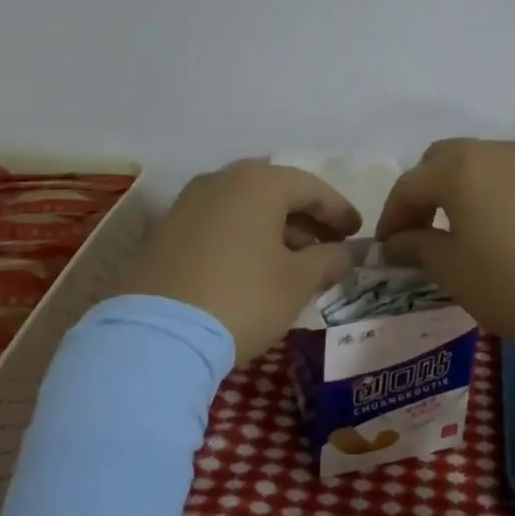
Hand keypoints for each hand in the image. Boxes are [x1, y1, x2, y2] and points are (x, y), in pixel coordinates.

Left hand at [115, 161, 361, 364]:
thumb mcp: (297, 281)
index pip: (311, 187)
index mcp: (258, 182)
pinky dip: (247, 237)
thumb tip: (350, 251)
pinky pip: (221, 223)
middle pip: (277, 192)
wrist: (156, 334)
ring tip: (299, 260)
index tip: (358, 233)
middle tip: (332, 245)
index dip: (339, 210)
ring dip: (278, 229)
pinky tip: (258, 266)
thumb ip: (330, 259)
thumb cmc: (242, 297)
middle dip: (308, 219)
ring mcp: (189, 203)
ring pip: (246, 207)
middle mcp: (222, 180)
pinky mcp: (167, 230)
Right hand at [375, 138, 514, 349]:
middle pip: (445, 159)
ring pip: (485, 161)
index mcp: (461, 169)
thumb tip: (396, 242)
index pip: (410, 184)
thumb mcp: (456, 273)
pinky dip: (501, 190)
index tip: (388, 249)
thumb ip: (418, 248)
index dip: (392, 216)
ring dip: (464, 187)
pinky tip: (511, 225)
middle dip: (425, 190)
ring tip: (466, 227)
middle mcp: (497, 151)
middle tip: (421, 229)